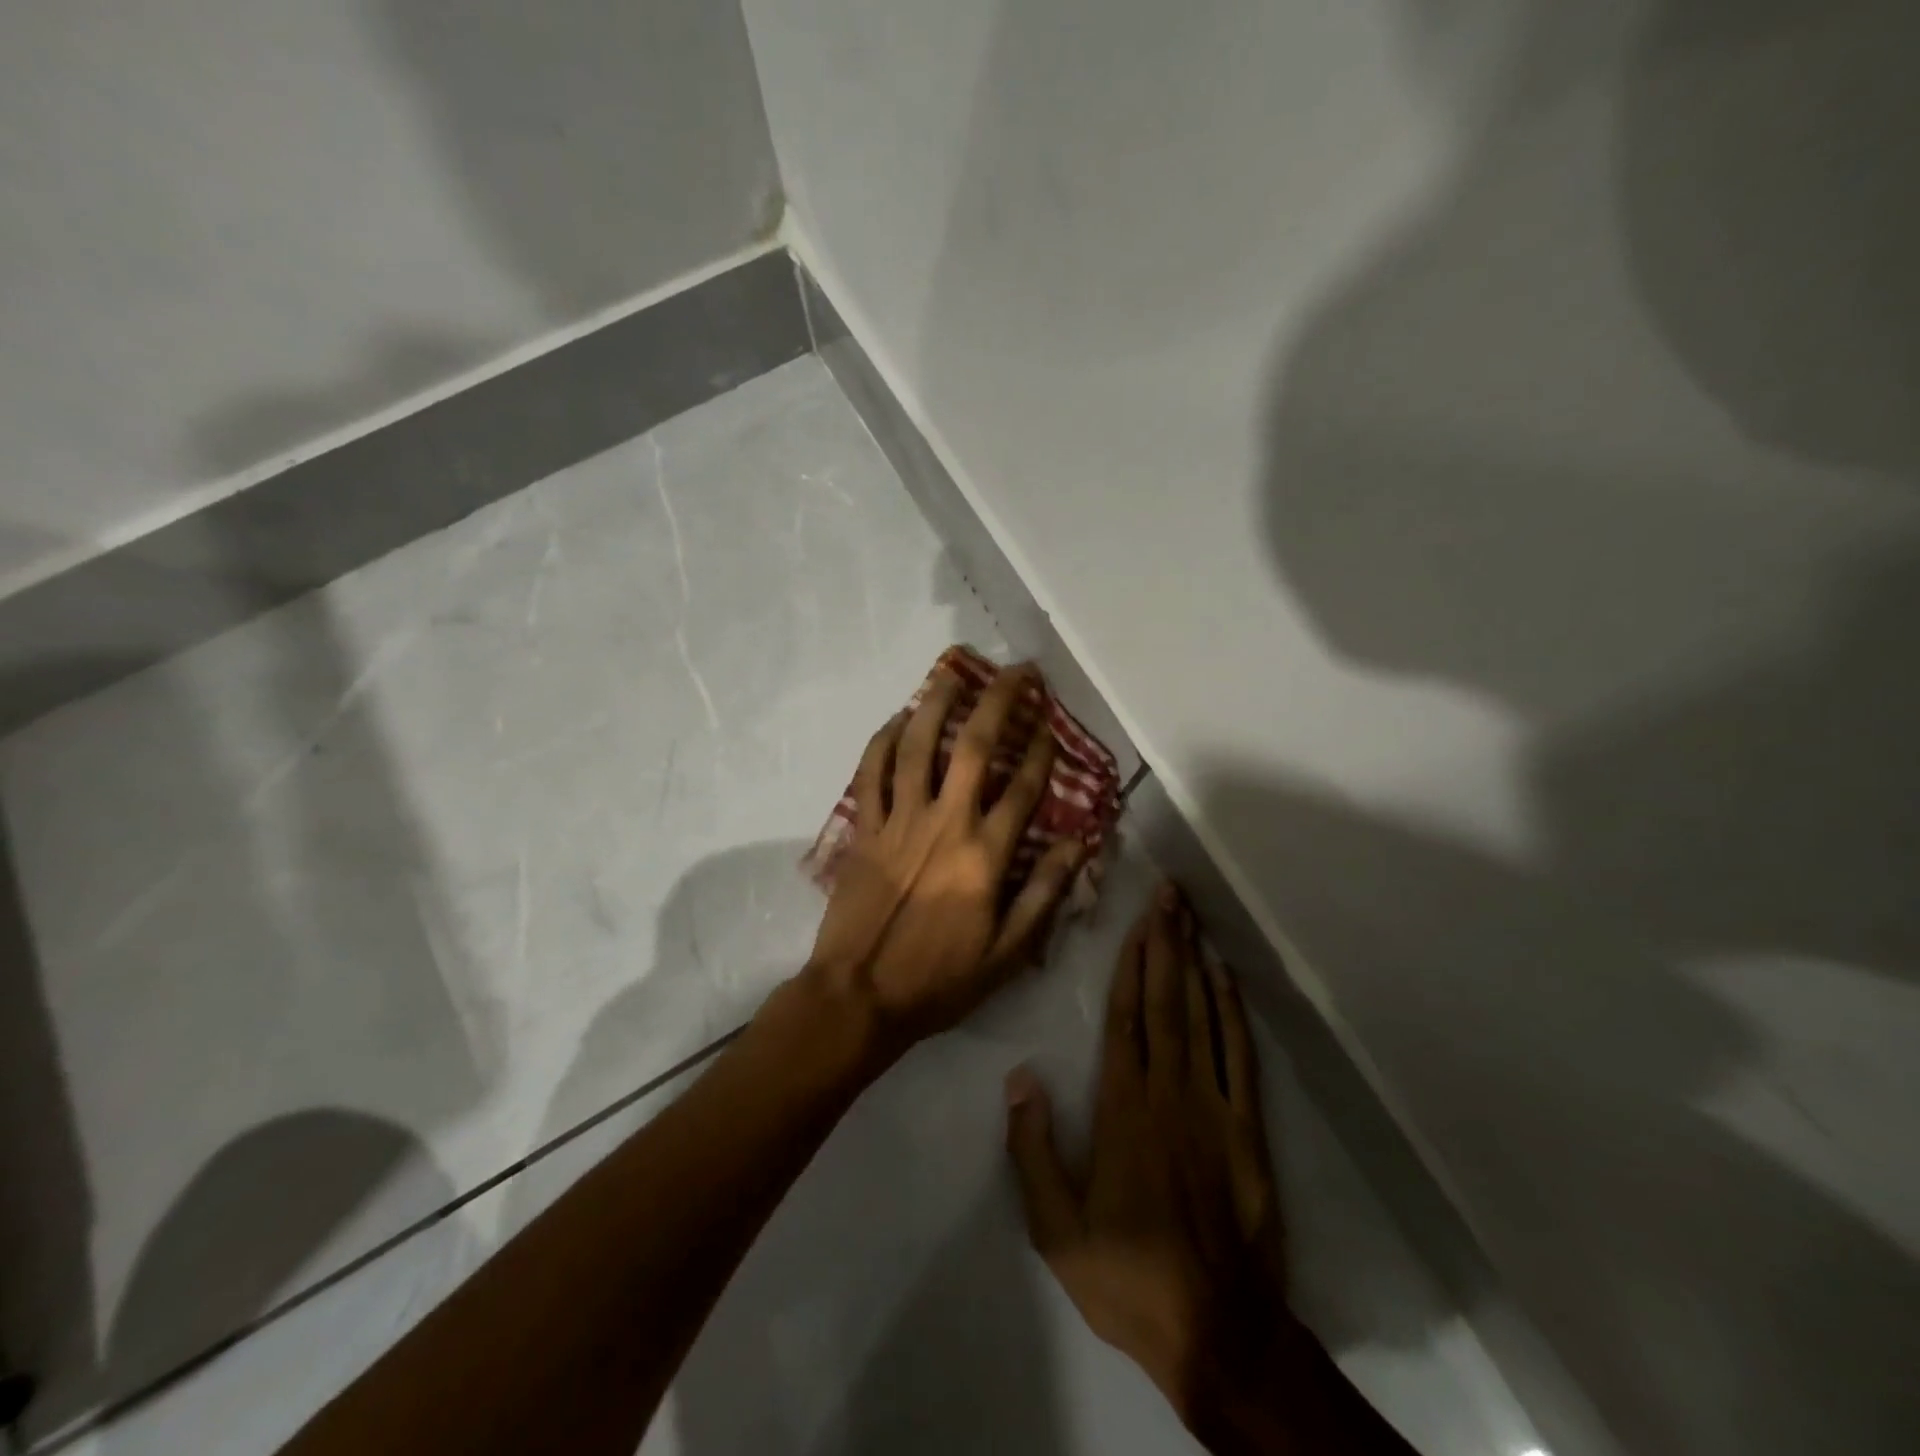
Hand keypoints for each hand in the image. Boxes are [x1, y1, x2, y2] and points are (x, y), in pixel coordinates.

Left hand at [806, 663, 1085, 1058]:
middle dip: (1000, 701)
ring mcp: (898, 820)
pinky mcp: (863, 828)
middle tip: (1017, 671)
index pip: (1024, 787)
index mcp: (984, 854)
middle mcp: (944, 823)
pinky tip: (897, 719)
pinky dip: (882, 741)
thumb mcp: (1008, 952)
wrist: (859, 995)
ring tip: (954, 672)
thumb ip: (1046, 893)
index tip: (1051, 724)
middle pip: (976, 747)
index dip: (1043, 750)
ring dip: (937, 703)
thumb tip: (1081, 843)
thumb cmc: (939, 979)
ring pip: (918, 746)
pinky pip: (871, 773)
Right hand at [1005, 884, 1289, 1416]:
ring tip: (1191, 918)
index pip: (1125, 1019)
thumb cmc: (1128, 1276)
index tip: (1136, 922)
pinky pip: (1240, 1056)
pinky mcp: (1248, 1129)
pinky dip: (1233, 1012)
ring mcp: (1214, 1106)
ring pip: (1202, 1017)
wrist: (1219, 1332)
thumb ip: (1032, 1150)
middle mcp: (1170, 1092)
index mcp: (1123, 1109)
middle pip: (1165, 1002)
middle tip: (1168, 895)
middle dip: (1165, 943)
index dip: (1130, 964)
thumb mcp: (1056, 1229)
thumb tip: (1019, 1078)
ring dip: (1195, 963)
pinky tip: (1226, 979)